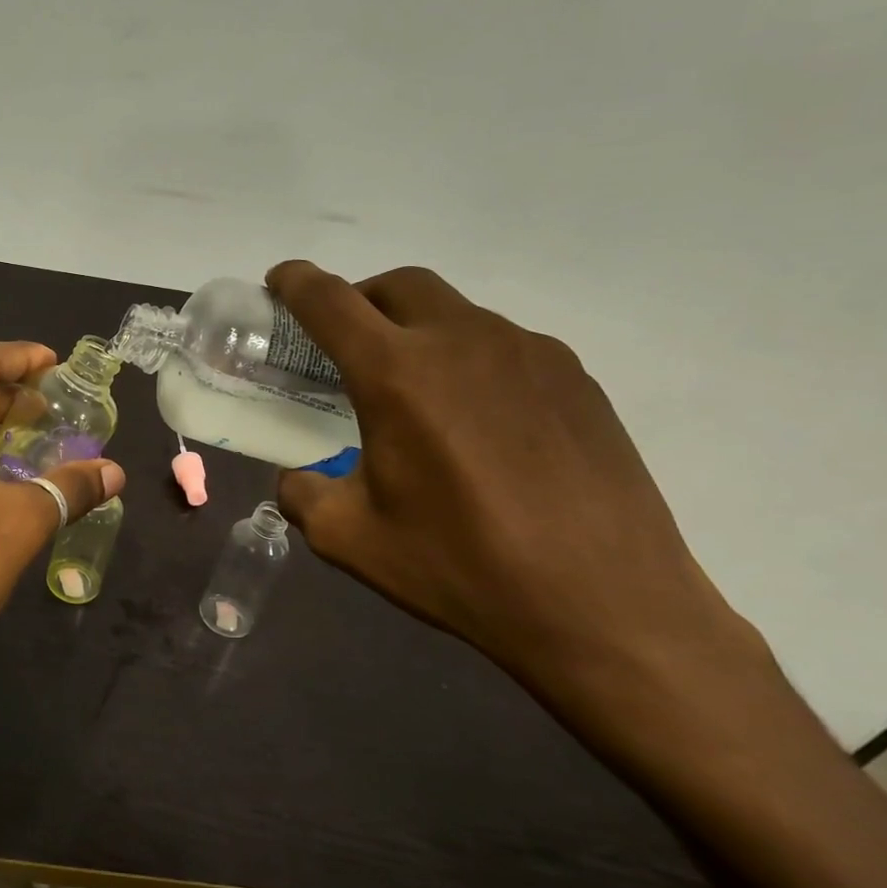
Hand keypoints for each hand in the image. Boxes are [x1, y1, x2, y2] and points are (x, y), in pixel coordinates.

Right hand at [267, 261, 773, 718]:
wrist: (607, 607)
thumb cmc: (462, 567)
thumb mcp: (348, 538)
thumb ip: (302, 493)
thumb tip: (299, 478)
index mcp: (398, 374)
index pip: (330, 301)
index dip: (295, 282)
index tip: (280, 280)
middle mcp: (464, 342)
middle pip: (399, 285)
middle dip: (360, 298)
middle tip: (344, 342)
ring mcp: (530, 354)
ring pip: (456, 313)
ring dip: (418, 332)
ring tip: (416, 394)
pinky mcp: (576, 380)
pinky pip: (504, 347)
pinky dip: (469, 361)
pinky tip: (477, 422)